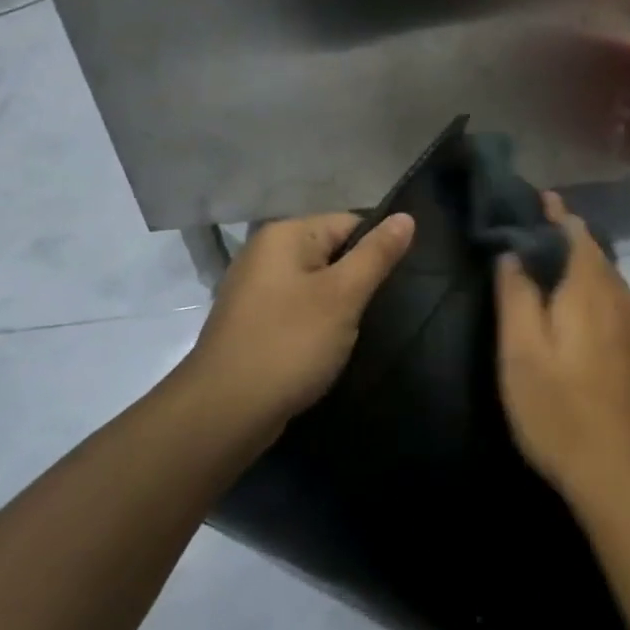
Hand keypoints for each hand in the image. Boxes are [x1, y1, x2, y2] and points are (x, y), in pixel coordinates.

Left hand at [188, 211, 414, 430]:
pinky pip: (295, 308)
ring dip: (336, 305)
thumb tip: (406, 216)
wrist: (223, 413)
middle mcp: (265, 252)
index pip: (350, 223)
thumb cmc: (289, 344)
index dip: (375, 251)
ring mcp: (253, 288)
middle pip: (331, 251)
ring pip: (314, 283)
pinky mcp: (250, 321)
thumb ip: (376, 254)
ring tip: (352, 333)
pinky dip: (313, 323)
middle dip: (355, 280)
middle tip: (375, 312)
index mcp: (285, 234)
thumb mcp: (343, 296)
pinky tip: (322, 348)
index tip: (391, 286)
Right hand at [496, 194, 629, 508]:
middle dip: (568, 235)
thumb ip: (515, 296)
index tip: (537, 199)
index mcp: (589, 289)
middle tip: (536, 230)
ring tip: (554, 263)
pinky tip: (583, 309)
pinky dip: (597, 289)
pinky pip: (618, 302)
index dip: (555, 212)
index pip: (575, 231)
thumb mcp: (521, 352)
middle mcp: (620, 297)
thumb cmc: (560, 409)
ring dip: (584, 263)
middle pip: (595, 252)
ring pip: (609, 278)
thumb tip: (512, 253)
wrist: (623, 475)